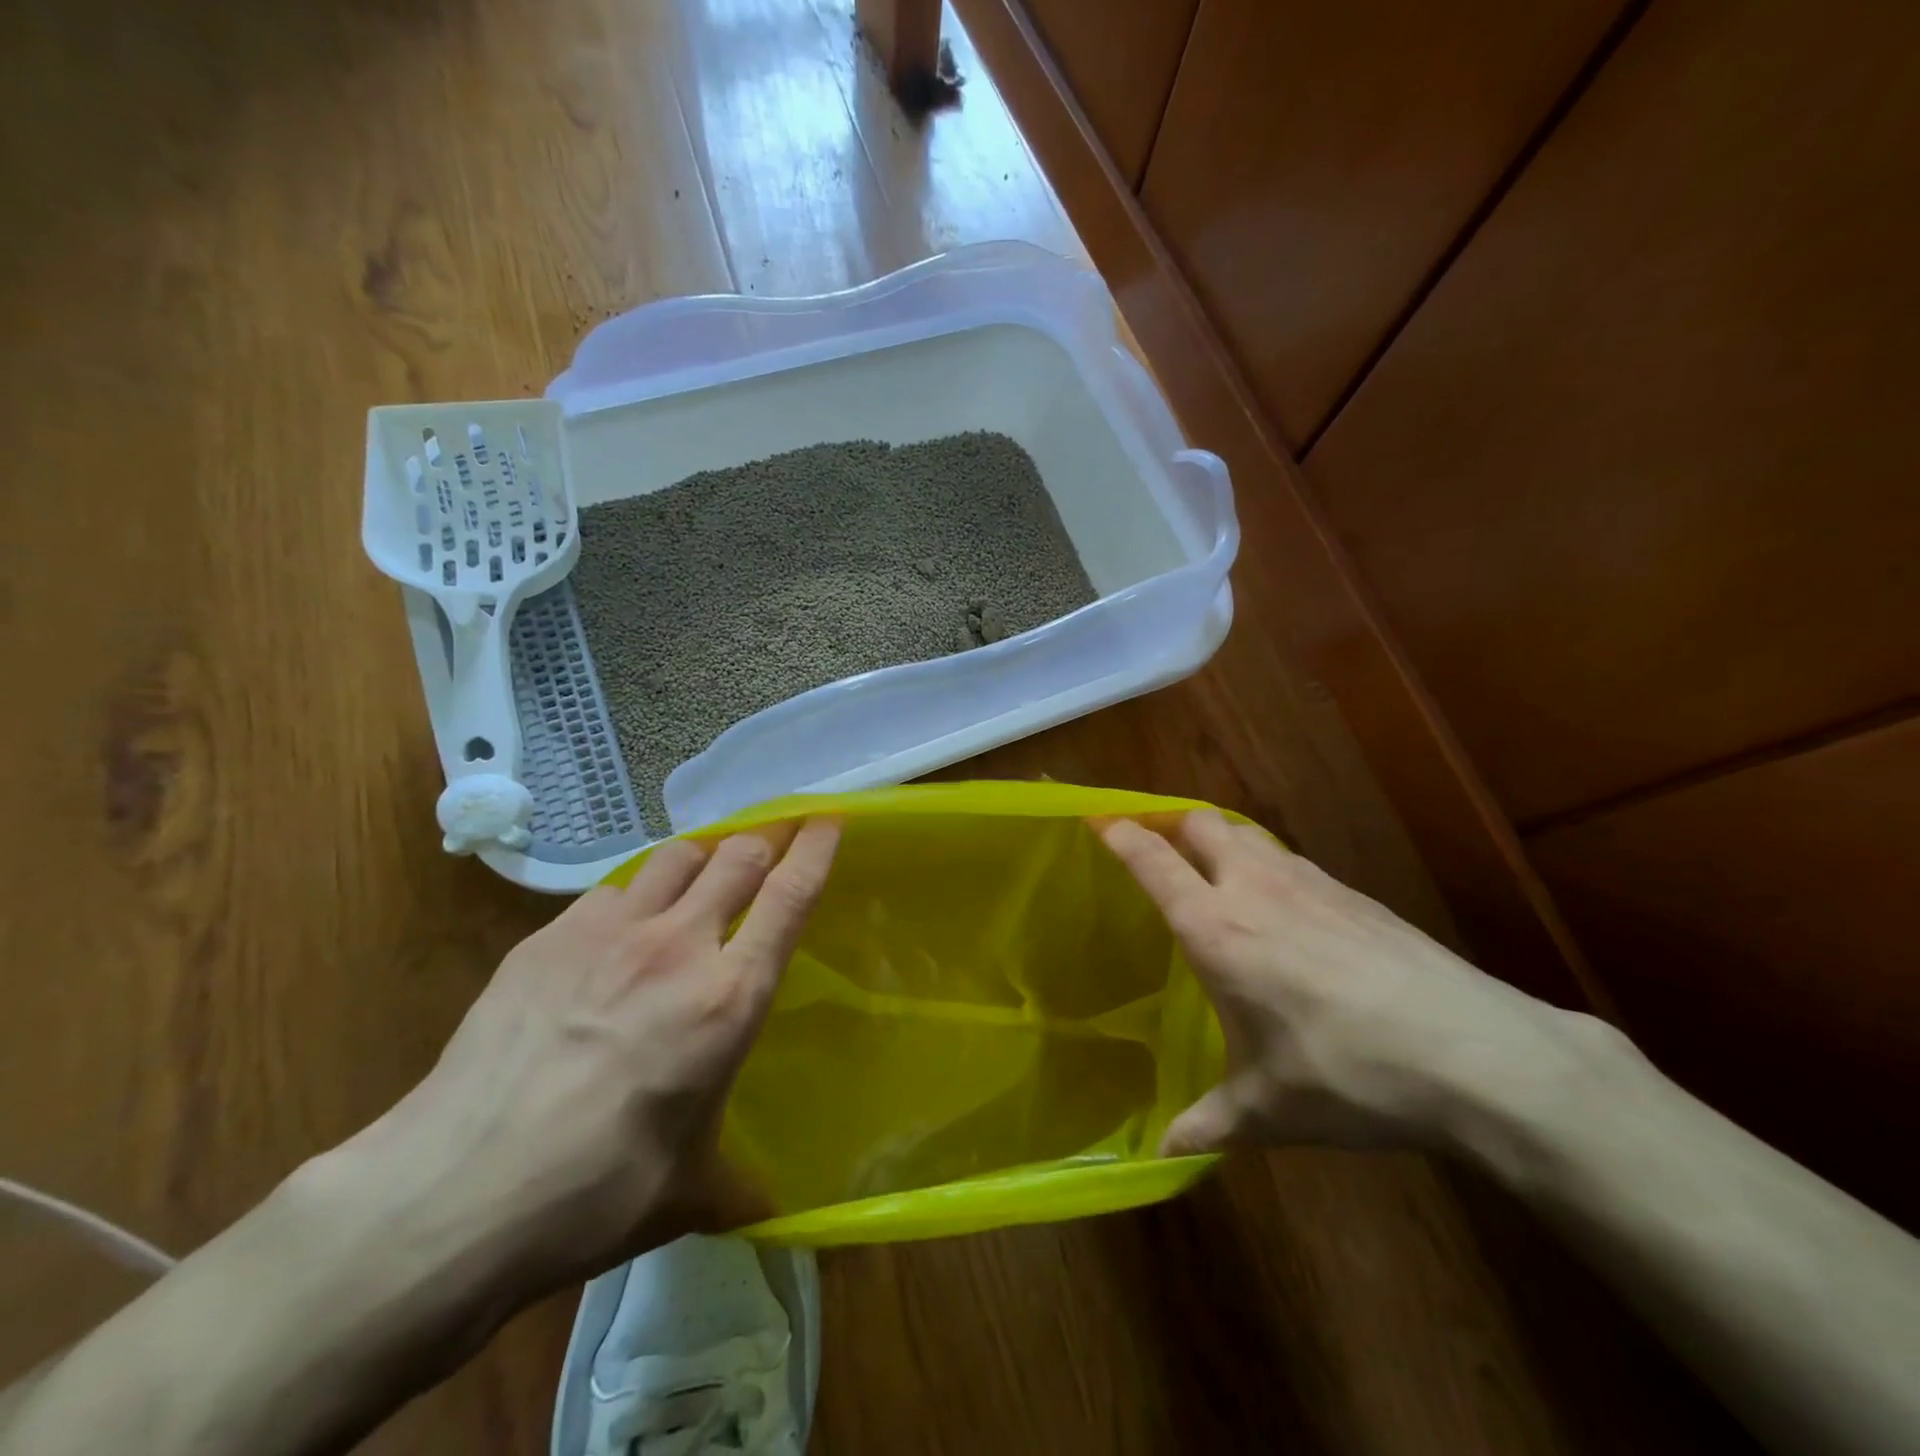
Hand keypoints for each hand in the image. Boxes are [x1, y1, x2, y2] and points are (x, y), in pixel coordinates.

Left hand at [320, 818, 840, 1303]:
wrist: (454, 1193)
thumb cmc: (595, 1193)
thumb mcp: (689, 1189)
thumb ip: (738, 1180)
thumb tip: (766, 1211)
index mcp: (728, 998)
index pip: (790, 896)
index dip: (816, 849)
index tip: (828, 820)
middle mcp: (678, 947)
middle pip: (737, 855)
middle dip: (763, 841)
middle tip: (771, 845)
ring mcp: (609, 932)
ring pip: (676, 855)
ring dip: (702, 859)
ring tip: (700, 881)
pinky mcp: (549, 936)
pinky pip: (611, 891)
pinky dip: (634, 898)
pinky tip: (617, 936)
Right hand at [1099, 811, 1592, 1156]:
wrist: (1476, 1053)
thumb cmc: (1349, 1076)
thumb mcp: (1270, 1110)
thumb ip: (1210, 1122)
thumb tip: (1165, 1154)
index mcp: (1216, 930)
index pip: (1153, 861)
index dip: (1121, 834)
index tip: (1099, 820)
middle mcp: (1255, 889)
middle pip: (1201, 823)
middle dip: (1172, 826)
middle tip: (1157, 849)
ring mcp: (1309, 883)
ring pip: (1248, 833)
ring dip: (1221, 841)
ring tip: (1215, 874)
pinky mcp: (1353, 893)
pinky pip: (1290, 859)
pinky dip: (1267, 864)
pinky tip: (1283, 908)